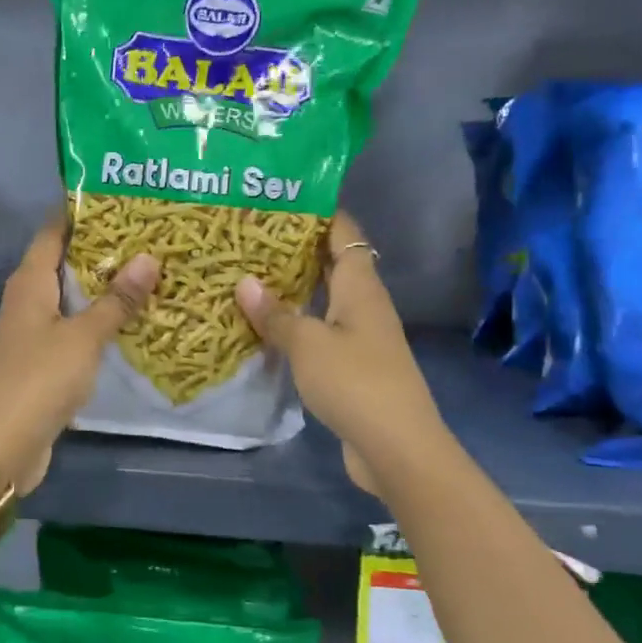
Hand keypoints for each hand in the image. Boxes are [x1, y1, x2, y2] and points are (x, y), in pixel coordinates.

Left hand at [0, 217, 158, 492]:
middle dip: (105, 249)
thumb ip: (116, 300)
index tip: (123, 196)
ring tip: (151, 270)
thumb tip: (149, 257)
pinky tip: (132, 320)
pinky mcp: (43, 361)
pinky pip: (75, 328)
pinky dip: (100, 321)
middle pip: (66, 261)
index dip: (83, 211)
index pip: (54, 230)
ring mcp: (33, 332)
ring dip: (105, 287)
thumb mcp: (83, 337)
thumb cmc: (38, 380)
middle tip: (152, 233)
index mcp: (30, 281)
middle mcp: (28, 299)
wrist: (0, 446)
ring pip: (73, 297)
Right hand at [234, 211, 447, 495]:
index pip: (344, 233)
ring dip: (295, 289)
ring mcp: (362, 337)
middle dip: (297, 249)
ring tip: (251, 276)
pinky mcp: (354, 367)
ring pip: (326, 300)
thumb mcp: (308, 344)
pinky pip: (322, 332)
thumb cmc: (354, 382)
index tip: (283, 196)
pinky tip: (268, 327)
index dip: (320, 212)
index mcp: (361, 287)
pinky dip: (298, 324)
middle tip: (251, 237)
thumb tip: (245, 282)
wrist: (396, 446)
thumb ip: (277, 314)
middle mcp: (365, 305)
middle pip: (333, 264)